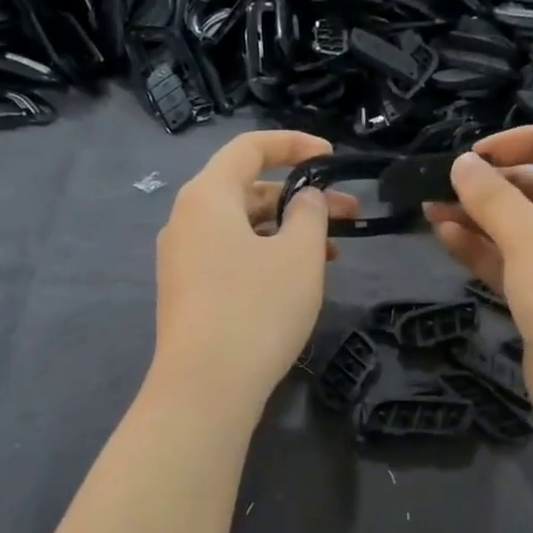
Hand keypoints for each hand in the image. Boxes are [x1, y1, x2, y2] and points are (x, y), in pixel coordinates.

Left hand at [150, 131, 353, 415]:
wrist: (205, 387)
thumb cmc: (257, 309)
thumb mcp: (298, 255)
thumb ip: (309, 212)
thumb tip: (304, 198)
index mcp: (207, 196)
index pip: (249, 148)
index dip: (293, 145)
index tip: (331, 158)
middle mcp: (186, 220)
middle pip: (248, 191)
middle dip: (300, 198)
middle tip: (350, 215)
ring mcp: (183, 259)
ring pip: (242, 228)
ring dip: (287, 232)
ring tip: (332, 255)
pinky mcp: (188, 292)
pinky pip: (230, 257)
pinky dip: (265, 256)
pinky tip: (297, 280)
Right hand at [423, 127, 532, 414]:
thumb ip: (494, 198)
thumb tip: (462, 164)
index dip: (526, 140)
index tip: (477, 154)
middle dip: (493, 186)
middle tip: (443, 187)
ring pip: (525, 230)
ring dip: (481, 219)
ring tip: (431, 210)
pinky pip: (518, 263)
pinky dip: (485, 251)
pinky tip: (446, 238)